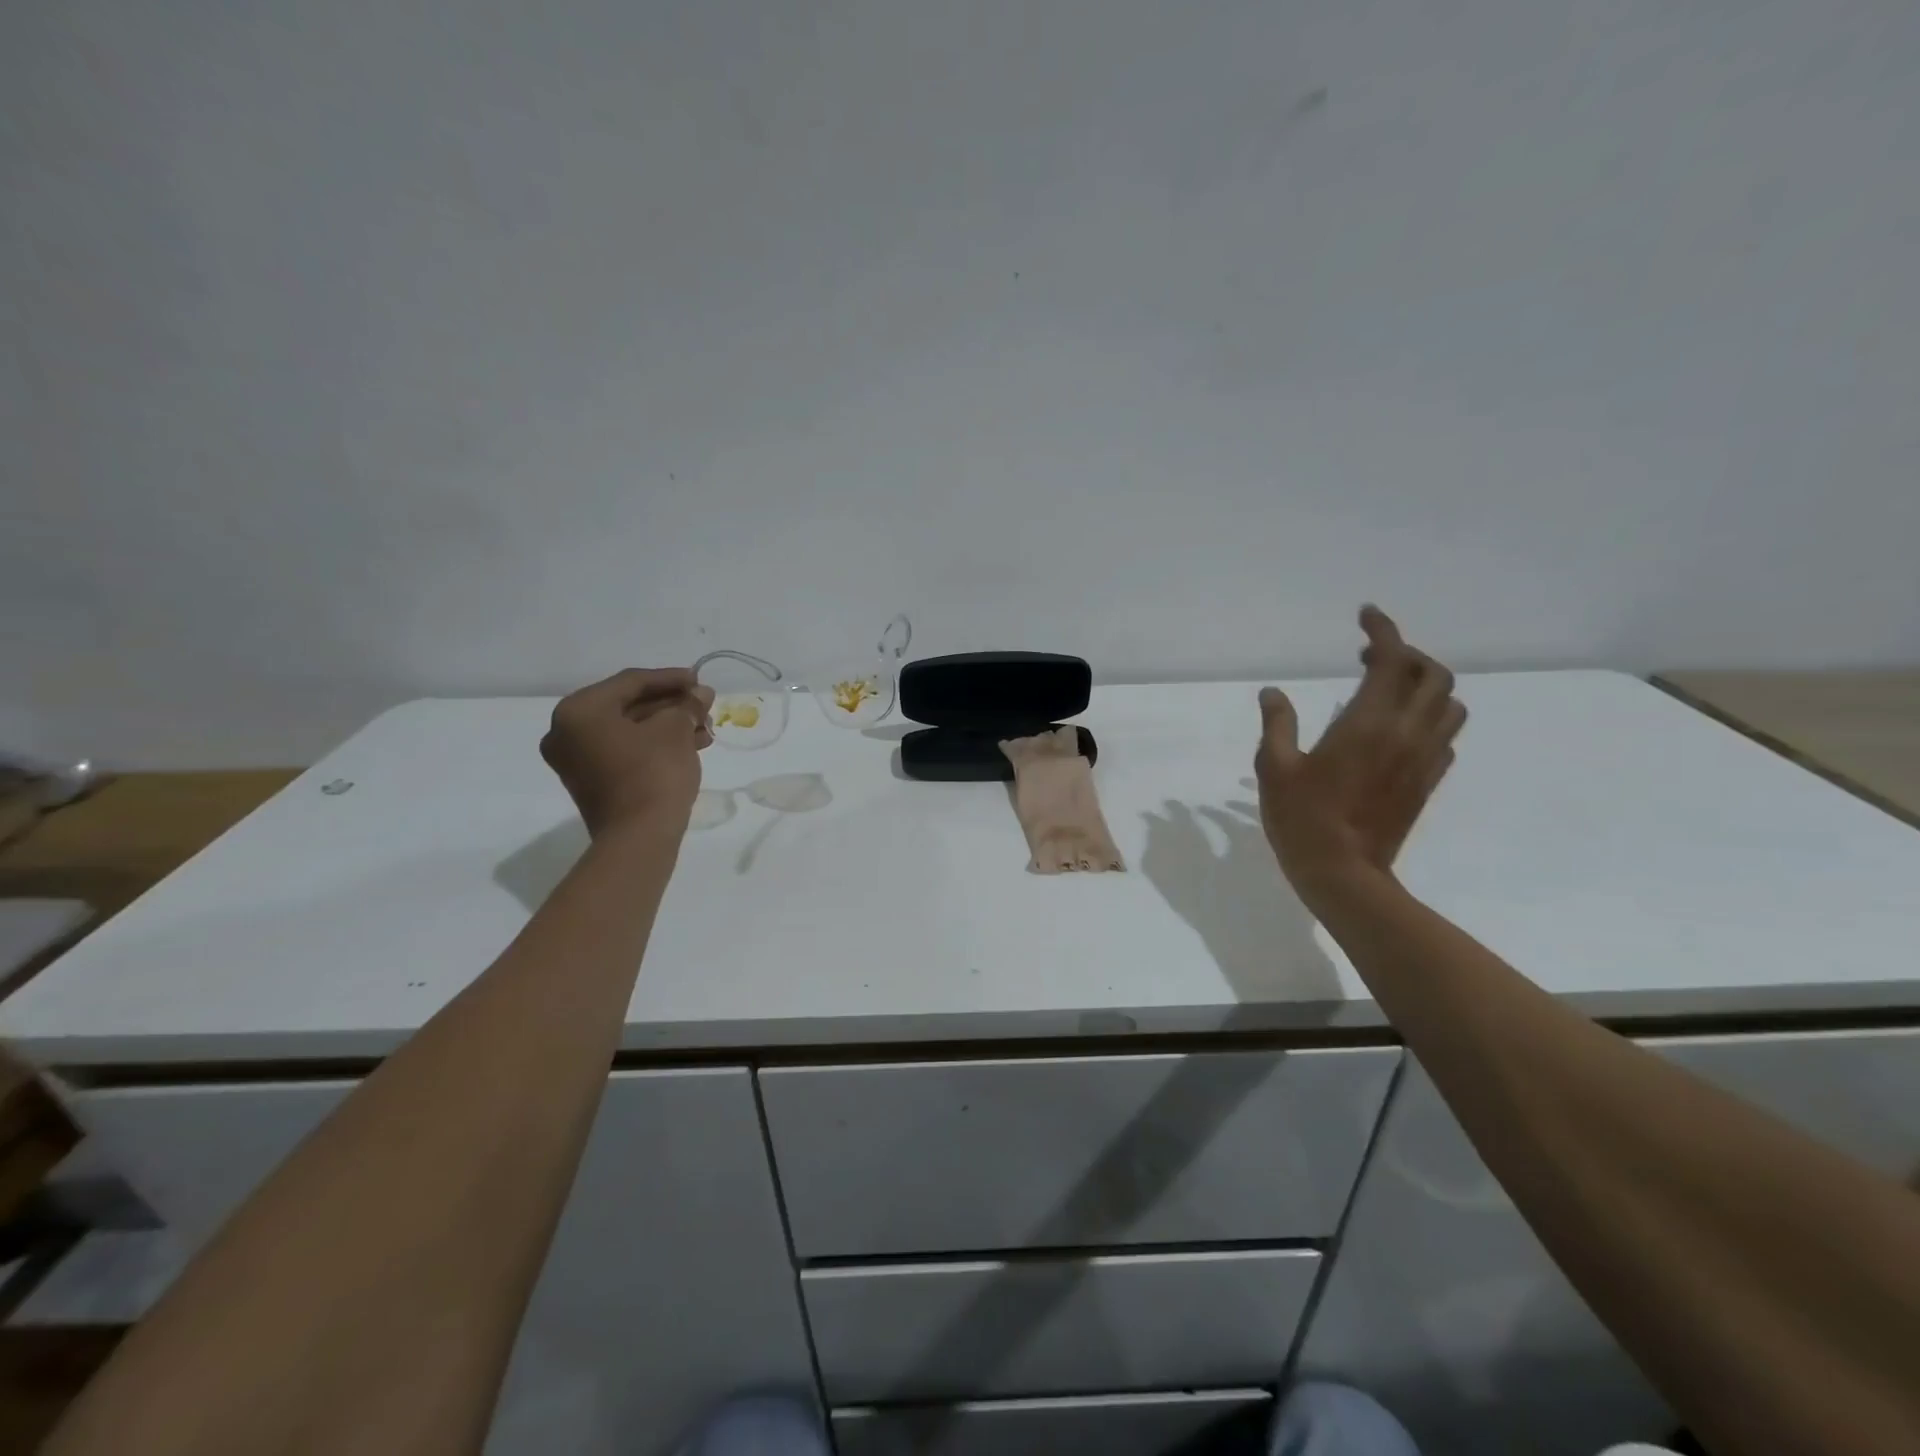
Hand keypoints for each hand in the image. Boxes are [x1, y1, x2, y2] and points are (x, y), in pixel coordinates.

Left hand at [540, 668, 714, 836]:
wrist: (639, 837)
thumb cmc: (653, 772)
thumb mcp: (675, 730)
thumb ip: (686, 705)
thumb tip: (700, 694)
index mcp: (579, 710)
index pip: (631, 682)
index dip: (670, 678)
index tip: (700, 679)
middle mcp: (567, 732)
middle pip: (628, 706)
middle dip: (671, 704)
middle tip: (704, 704)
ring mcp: (577, 760)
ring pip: (629, 730)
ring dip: (668, 726)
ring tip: (705, 729)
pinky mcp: (592, 782)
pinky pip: (625, 751)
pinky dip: (655, 745)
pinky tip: (690, 745)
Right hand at [1254, 606, 1466, 904]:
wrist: (1344, 874)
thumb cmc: (1302, 818)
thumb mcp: (1275, 767)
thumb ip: (1277, 724)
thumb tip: (1273, 693)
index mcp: (1369, 723)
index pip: (1392, 660)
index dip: (1382, 631)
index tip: (1366, 616)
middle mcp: (1406, 733)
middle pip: (1434, 675)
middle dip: (1408, 655)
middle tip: (1370, 658)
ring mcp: (1423, 759)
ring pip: (1449, 705)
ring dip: (1425, 685)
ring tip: (1388, 690)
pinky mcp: (1428, 782)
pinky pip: (1444, 736)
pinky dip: (1429, 718)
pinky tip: (1398, 729)